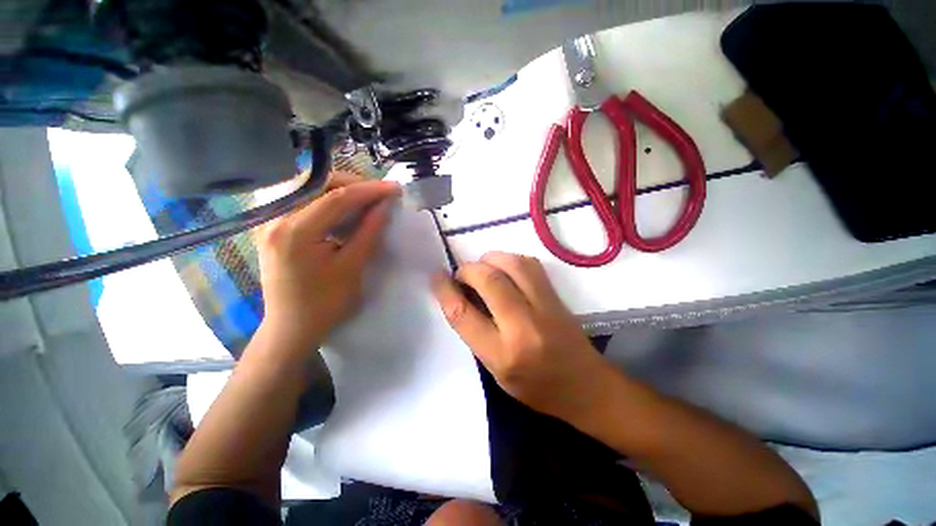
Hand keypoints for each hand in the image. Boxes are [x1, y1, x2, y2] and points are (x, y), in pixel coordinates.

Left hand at [256, 173, 399, 347]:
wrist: (292, 327)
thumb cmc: (325, 304)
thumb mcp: (352, 268)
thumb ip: (369, 232)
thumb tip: (386, 206)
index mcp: (294, 232)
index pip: (336, 198)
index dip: (369, 190)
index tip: (394, 188)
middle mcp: (275, 218)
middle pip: (318, 184)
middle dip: (353, 185)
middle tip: (379, 195)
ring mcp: (270, 221)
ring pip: (310, 189)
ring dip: (341, 190)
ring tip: (367, 199)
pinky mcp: (273, 226)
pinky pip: (304, 201)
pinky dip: (328, 200)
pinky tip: (344, 209)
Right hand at [431, 251, 613, 420]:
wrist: (586, 386)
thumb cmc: (536, 387)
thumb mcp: (495, 371)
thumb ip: (475, 332)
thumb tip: (460, 296)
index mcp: (503, 354)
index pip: (464, 314)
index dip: (445, 290)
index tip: (437, 277)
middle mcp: (524, 326)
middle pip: (488, 280)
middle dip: (467, 270)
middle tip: (462, 275)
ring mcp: (545, 306)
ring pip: (511, 264)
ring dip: (489, 260)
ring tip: (482, 269)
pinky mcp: (556, 295)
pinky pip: (529, 264)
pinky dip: (509, 260)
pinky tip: (504, 269)